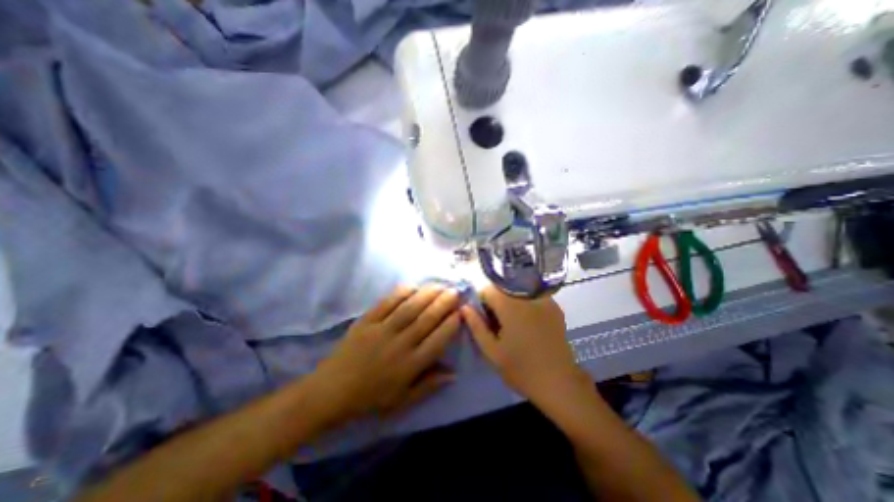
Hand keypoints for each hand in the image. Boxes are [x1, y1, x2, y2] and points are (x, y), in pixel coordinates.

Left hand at [306, 286, 460, 426]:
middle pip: (426, 319)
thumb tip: (453, 372)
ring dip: (427, 294)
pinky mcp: (366, 321)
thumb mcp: (403, 400)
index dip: (451, 324)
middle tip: (455, 291)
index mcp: (410, 365)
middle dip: (444, 303)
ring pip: (410, 308)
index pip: (437, 340)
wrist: (331, 391)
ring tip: (439, 285)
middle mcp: (400, 345)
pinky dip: (400, 293)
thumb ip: (429, 385)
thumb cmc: (370, 398)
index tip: (460, 312)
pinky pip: (386, 303)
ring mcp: (382, 330)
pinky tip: (412, 286)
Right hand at [462, 287, 591, 409]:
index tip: (484, 319)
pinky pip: (532, 298)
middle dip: (495, 303)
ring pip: (517, 292)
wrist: (560, 382)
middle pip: (503, 289)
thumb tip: (465, 307)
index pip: (488, 289)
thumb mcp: (491, 351)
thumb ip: (476, 325)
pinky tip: (528, 326)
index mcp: (510, 305)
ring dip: (510, 303)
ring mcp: (544, 300)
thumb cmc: (521, 369)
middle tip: (497, 325)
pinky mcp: (555, 307)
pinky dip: (524, 306)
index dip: (481, 302)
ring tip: (513, 326)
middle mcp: (527, 296)